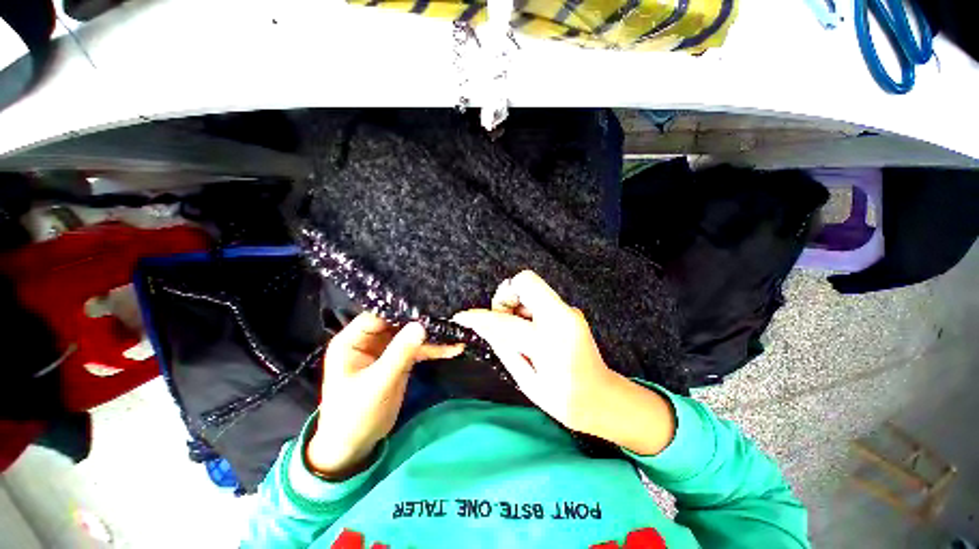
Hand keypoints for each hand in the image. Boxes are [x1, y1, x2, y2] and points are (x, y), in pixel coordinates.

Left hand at [307, 313, 462, 476]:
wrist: (354, 446)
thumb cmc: (355, 415)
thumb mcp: (378, 383)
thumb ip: (400, 353)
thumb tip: (421, 325)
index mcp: (352, 340)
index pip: (379, 315)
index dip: (402, 309)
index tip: (428, 306)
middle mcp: (369, 340)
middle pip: (398, 323)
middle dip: (422, 322)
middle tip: (448, 316)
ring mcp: (385, 350)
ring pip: (411, 336)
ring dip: (432, 337)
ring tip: (455, 333)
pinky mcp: (398, 360)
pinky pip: (417, 350)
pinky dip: (433, 350)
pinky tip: (452, 348)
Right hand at [453, 270, 675, 454]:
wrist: (603, 398)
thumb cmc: (564, 400)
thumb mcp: (527, 381)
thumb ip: (504, 348)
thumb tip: (484, 327)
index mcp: (549, 340)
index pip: (505, 321)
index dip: (480, 317)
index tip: (462, 317)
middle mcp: (562, 316)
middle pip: (525, 281)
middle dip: (505, 297)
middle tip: (501, 321)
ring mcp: (569, 310)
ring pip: (532, 288)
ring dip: (517, 304)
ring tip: (518, 332)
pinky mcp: (571, 311)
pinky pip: (541, 299)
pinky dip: (528, 309)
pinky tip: (531, 331)